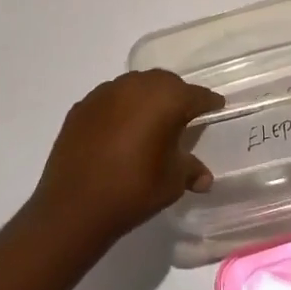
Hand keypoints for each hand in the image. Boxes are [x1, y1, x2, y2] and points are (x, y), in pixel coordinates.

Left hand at [27, 70, 223, 249]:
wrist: (74, 206)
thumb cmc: (133, 190)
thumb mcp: (172, 182)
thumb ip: (190, 170)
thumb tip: (203, 177)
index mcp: (165, 99)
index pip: (196, 95)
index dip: (208, 104)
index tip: (216, 109)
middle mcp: (135, 86)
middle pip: (165, 83)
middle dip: (177, 96)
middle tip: (184, 117)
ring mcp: (104, 94)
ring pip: (135, 86)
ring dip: (147, 99)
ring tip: (151, 123)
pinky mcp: (81, 107)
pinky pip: (110, 100)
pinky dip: (121, 109)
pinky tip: (120, 132)